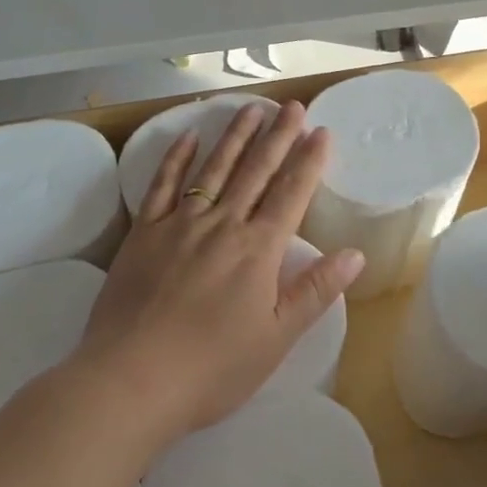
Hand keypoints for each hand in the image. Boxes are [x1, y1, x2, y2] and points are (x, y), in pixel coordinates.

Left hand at [76, 100, 364, 439]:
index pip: (291, 192)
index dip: (309, 160)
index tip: (322, 131)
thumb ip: (316, 291)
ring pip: (214, 168)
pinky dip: (177, 158)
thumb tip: (355, 253)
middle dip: (277, 135)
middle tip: (292, 106)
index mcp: (258, 249)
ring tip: (252, 108)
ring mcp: (179, 224)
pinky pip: (163, 185)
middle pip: (255, 170)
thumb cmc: (212, 368)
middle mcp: (222, 224)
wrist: (131, 380)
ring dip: (235, 136)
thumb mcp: (276, 338)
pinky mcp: (144, 232)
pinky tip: (189, 136)